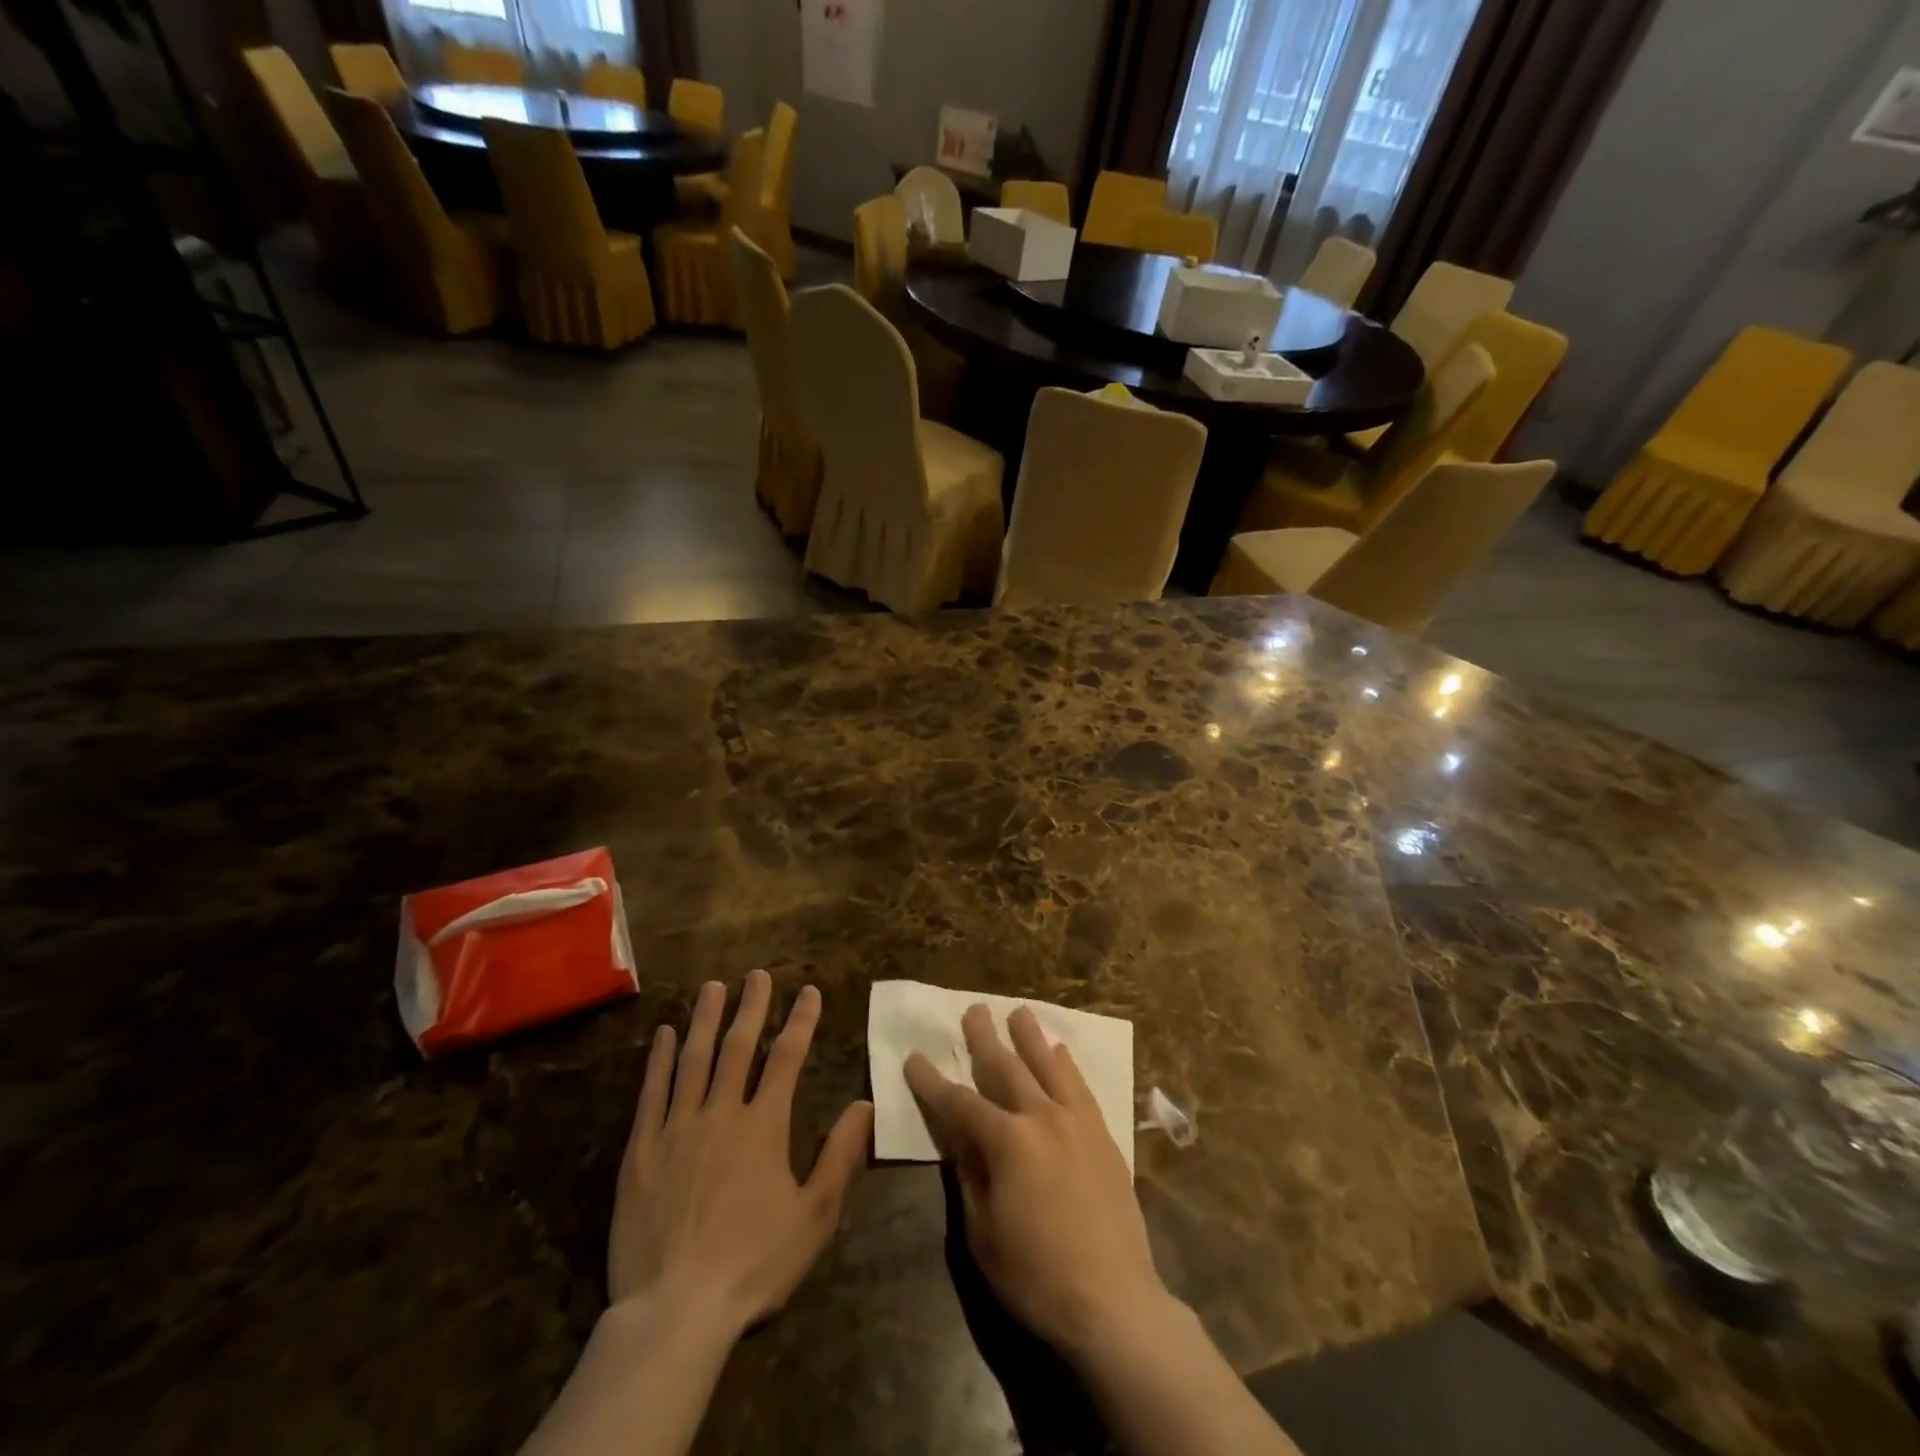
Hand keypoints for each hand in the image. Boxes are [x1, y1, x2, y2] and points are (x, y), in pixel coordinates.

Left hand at [609, 971, 872, 1334]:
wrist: (674, 1311)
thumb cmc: (753, 1263)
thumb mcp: (814, 1215)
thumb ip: (840, 1155)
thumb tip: (865, 1103)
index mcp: (764, 1126)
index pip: (787, 1059)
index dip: (800, 1021)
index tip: (809, 991)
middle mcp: (721, 1112)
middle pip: (738, 1046)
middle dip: (751, 1007)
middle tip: (757, 974)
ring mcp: (677, 1127)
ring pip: (693, 1059)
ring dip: (705, 1020)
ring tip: (713, 988)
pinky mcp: (641, 1150)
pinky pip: (651, 1092)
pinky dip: (657, 1059)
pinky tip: (662, 1034)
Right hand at [905, 1004, 1173, 1361]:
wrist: (1113, 1301)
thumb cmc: (1036, 1275)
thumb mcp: (983, 1231)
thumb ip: (969, 1174)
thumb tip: (957, 1136)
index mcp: (1007, 1141)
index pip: (960, 1102)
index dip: (932, 1081)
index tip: (914, 1057)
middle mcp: (1042, 1117)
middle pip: (1007, 1068)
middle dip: (985, 1039)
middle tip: (974, 1010)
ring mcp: (1077, 1122)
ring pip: (1049, 1065)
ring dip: (1031, 1037)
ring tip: (1019, 1012)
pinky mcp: (1103, 1134)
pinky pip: (1081, 1086)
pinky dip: (1067, 1064)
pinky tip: (1062, 1051)